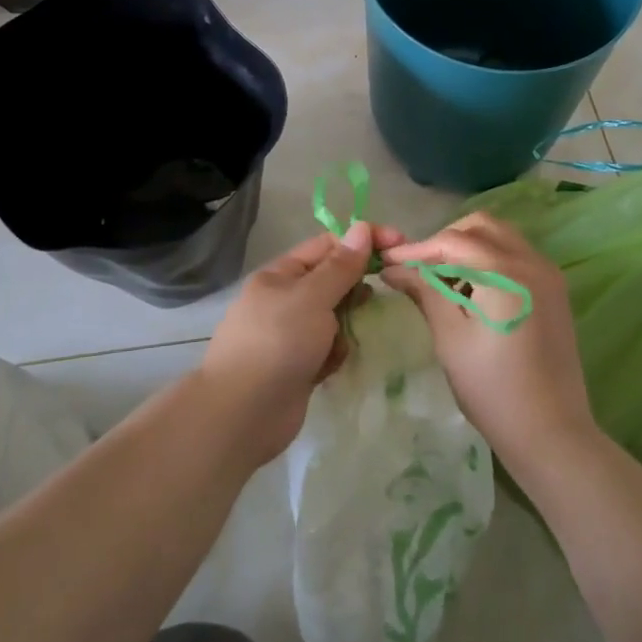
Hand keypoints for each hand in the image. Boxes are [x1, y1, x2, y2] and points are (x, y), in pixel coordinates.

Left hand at [197, 223, 374, 464]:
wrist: (243, 414)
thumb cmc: (278, 342)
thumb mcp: (312, 296)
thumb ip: (341, 266)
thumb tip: (361, 227)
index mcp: (281, 275)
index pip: (328, 245)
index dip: (362, 242)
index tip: (398, 244)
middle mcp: (284, 300)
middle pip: (332, 281)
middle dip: (355, 288)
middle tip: (376, 298)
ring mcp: (290, 335)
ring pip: (333, 317)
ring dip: (345, 325)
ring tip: (344, 339)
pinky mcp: (298, 366)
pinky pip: (327, 348)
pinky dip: (334, 354)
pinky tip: (331, 366)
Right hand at [381, 213, 597, 477]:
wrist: (552, 434)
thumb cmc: (493, 390)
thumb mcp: (451, 338)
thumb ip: (425, 292)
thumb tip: (393, 268)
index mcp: (505, 271)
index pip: (452, 241)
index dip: (416, 248)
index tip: (387, 262)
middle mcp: (532, 261)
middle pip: (480, 226)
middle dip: (445, 240)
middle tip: (418, 268)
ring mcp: (548, 274)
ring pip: (501, 236)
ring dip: (468, 247)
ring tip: (441, 279)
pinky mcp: (554, 291)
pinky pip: (516, 256)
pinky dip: (489, 259)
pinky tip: (471, 290)